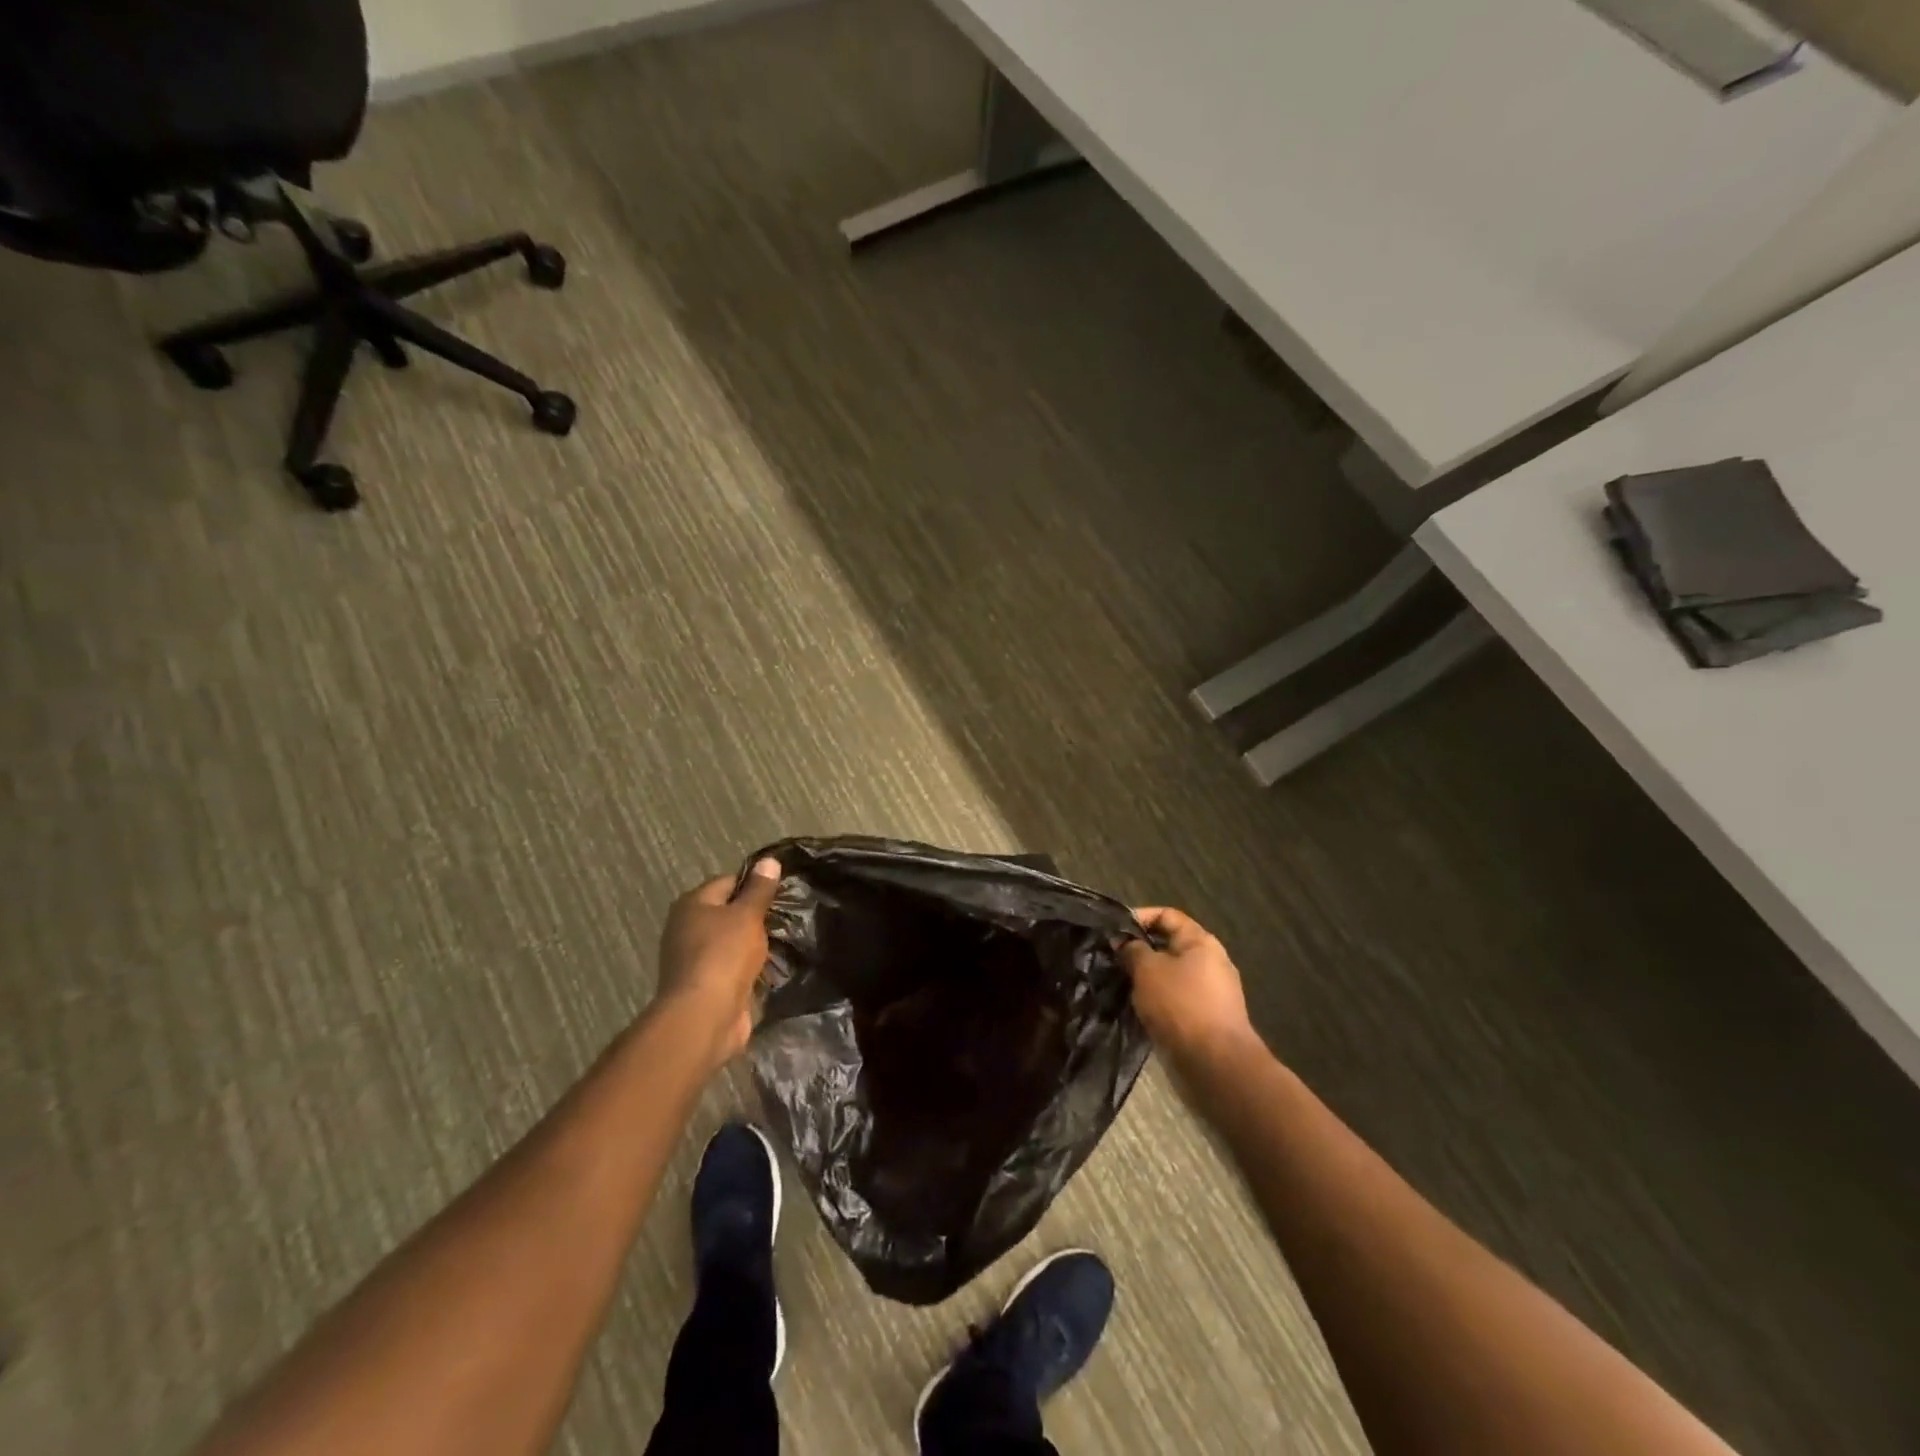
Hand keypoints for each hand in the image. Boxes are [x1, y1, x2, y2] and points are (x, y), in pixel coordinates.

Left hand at [655, 858, 781, 1065]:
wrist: (704, 1016)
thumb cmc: (724, 955)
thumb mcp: (747, 915)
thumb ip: (760, 889)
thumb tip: (769, 860)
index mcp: (693, 904)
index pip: (729, 882)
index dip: (756, 884)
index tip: (784, 890)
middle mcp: (688, 928)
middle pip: (729, 913)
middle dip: (758, 916)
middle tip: (790, 916)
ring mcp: (695, 959)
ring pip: (733, 942)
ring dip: (756, 944)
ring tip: (789, 940)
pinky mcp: (707, 985)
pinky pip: (734, 968)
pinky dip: (752, 968)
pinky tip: (775, 967)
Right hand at [1119, 907, 1256, 1063]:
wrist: (1215, 1063)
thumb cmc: (1180, 1004)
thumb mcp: (1147, 970)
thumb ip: (1132, 950)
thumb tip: (1123, 942)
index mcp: (1201, 941)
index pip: (1167, 915)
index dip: (1139, 917)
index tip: (1114, 931)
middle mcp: (1210, 961)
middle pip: (1169, 945)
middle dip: (1140, 950)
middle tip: (1112, 959)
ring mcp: (1211, 991)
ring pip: (1171, 974)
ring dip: (1146, 977)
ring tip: (1121, 984)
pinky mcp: (1207, 1017)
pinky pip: (1176, 998)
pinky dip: (1157, 999)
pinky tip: (1138, 1007)